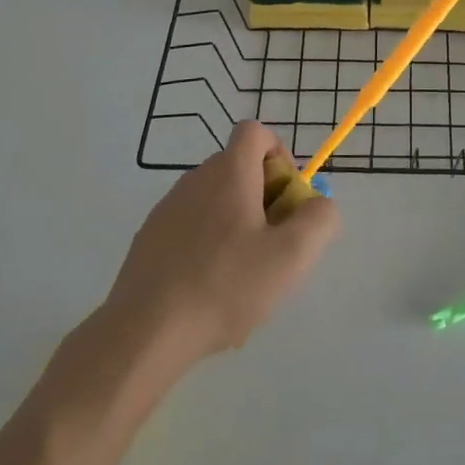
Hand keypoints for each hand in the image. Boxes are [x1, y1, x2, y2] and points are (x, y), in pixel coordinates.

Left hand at [101, 120, 339, 365]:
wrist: (145, 333)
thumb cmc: (225, 285)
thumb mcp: (292, 256)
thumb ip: (320, 220)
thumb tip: (320, 205)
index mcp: (230, 172)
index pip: (256, 132)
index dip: (279, 155)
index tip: (286, 199)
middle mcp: (196, 179)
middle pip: (239, 168)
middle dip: (264, 197)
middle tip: (272, 244)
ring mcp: (167, 208)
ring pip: (215, 200)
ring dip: (236, 223)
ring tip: (242, 276)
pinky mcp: (149, 239)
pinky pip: (191, 227)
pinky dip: (207, 245)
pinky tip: (209, 291)